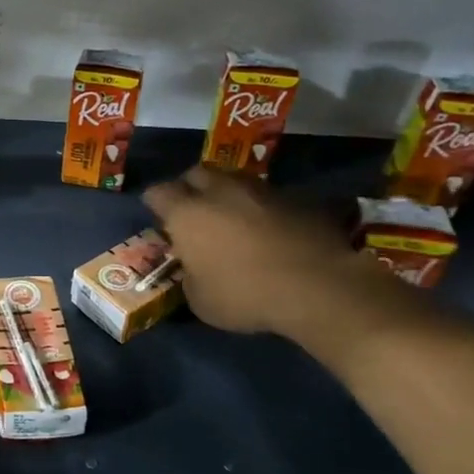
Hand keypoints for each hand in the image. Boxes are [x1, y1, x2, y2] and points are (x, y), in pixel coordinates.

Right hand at [144, 165, 402, 340]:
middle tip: (193, 211)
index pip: (158, 193)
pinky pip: (269, 196)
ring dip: (228, 194)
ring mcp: (262, 191)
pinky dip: (262, 208)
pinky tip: (269, 230)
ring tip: (232, 218)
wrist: (318, 287)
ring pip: (234, 180)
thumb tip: (194, 268)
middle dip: (190, 188)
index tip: (159, 219)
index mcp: (187, 214)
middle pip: (196, 173)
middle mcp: (221, 192)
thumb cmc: (245, 295)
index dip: (155, 204)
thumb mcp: (200, 300)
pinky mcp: (297, 199)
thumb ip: (190, 276)